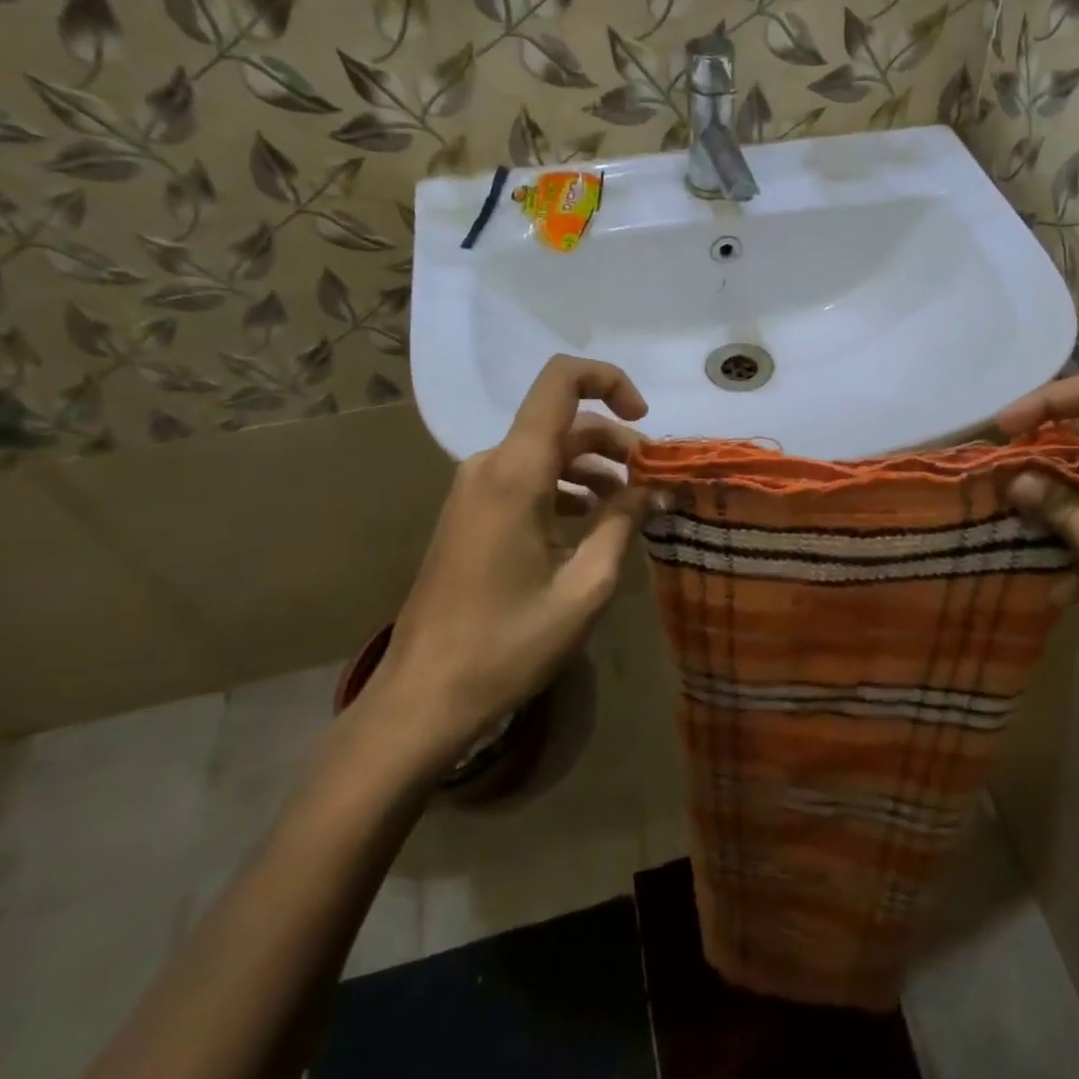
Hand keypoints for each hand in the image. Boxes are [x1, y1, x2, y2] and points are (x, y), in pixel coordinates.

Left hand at [358, 356, 655, 775]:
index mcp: (516, 472)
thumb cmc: (508, 644)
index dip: (610, 380)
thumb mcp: (585, 586)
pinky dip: (567, 488)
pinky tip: (592, 525)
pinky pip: (528, 478)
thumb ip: (623, 524)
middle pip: (564, 423)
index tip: (644, 420)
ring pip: (547, 452)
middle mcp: (491, 466)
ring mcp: (475, 489)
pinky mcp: (471, 513)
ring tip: (631, 508)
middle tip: (654, 484)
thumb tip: (655, 489)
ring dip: (594, 468)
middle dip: (616, 444)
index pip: (560, 382)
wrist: (423, 697)